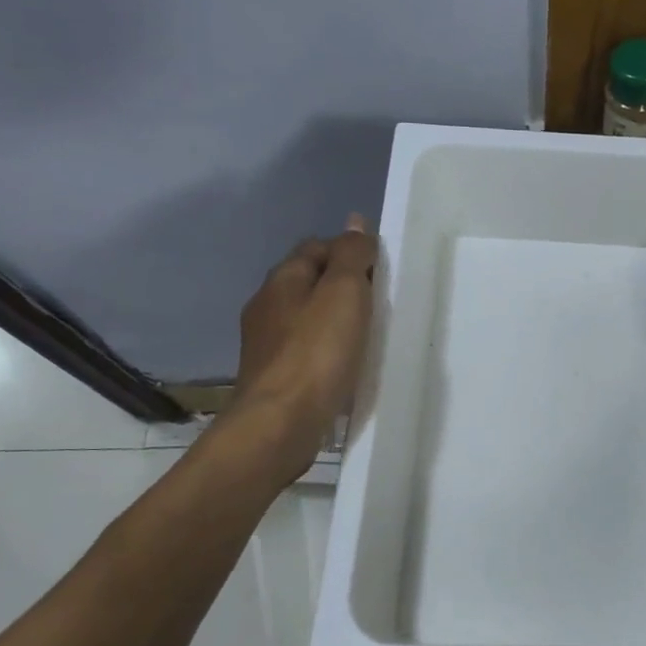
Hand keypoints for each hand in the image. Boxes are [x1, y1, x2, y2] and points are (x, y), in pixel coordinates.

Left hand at [230, 216, 377, 480]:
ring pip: (306, 318)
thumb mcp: (343, 293)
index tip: (379, 271)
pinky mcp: (274, 378)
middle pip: (309, 282)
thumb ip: (351, 256)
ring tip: (367, 335)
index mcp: (282, 280)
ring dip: (334, 320)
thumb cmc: (316, 353)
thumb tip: (355, 221)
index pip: (316, 247)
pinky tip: (344, 366)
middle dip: (341, 286)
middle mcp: (267, 306)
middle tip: (378, 303)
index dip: (348, 251)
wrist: (280, 423)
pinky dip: (326, 350)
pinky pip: (305, 351)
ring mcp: (266, 345)